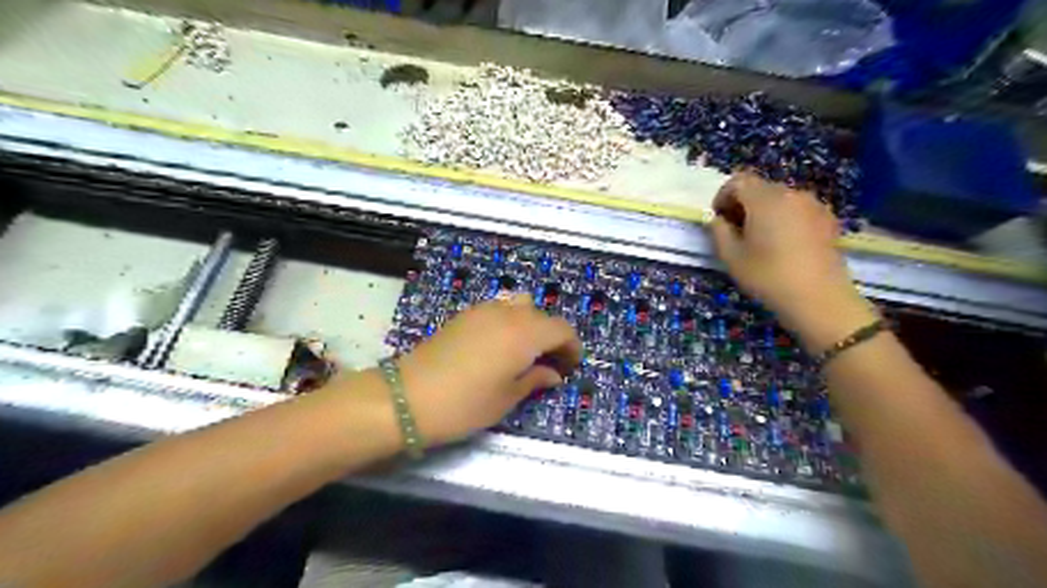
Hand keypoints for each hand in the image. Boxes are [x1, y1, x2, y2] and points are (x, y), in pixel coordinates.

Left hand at [393, 294, 580, 444]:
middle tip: (549, 363)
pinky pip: (498, 309)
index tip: (570, 366)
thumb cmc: (465, 404)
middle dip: (551, 336)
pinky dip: (509, 321)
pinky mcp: (464, 315)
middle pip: (541, 315)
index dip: (571, 346)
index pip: (561, 329)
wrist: (408, 397)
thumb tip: (553, 373)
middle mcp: (507, 314)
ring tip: (524, 352)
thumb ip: (534, 380)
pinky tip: (499, 346)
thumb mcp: (506, 398)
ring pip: (519, 306)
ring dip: (530, 324)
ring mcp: (483, 311)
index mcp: (525, 334)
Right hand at [712, 173, 877, 350]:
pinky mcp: (828, 219)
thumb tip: (717, 219)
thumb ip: (718, 231)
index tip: (718, 218)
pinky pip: (798, 210)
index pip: (738, 181)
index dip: (723, 196)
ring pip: (780, 199)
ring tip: (760, 239)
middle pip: (760, 188)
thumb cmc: (768, 277)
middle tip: (735, 231)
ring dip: (764, 212)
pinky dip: (785, 218)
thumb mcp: (731, 257)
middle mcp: (791, 194)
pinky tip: (784, 244)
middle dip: (743, 204)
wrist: (818, 299)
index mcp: (765, 199)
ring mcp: (813, 205)